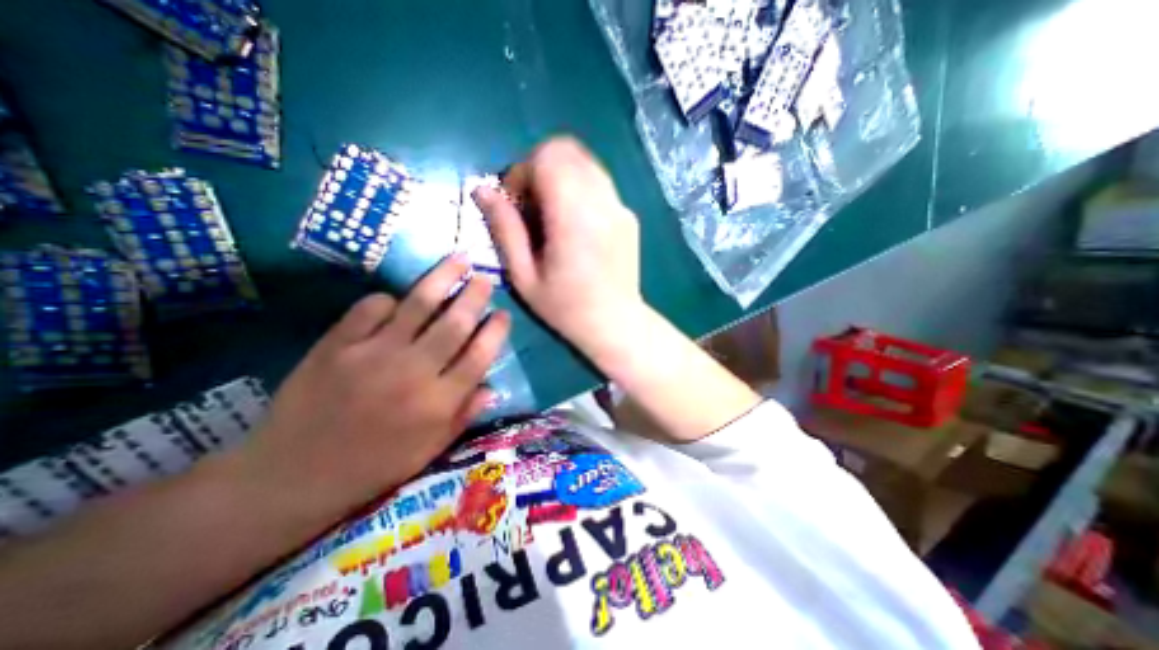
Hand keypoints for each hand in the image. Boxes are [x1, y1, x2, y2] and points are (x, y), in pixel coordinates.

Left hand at [231, 257, 506, 525]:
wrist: (292, 476)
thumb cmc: (374, 465)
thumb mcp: (430, 450)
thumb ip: (464, 416)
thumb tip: (491, 387)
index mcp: (438, 402)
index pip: (480, 356)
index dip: (496, 331)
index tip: (504, 314)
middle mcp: (413, 372)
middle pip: (455, 323)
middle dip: (475, 296)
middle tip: (485, 278)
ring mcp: (373, 355)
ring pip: (419, 305)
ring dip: (443, 279)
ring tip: (458, 260)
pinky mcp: (337, 345)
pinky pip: (370, 308)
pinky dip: (387, 299)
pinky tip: (395, 300)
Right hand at [474, 136, 647, 359]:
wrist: (616, 323)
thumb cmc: (566, 308)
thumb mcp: (524, 276)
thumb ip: (504, 229)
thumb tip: (483, 190)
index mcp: (573, 216)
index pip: (546, 157)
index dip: (522, 171)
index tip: (515, 204)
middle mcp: (602, 201)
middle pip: (567, 150)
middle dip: (539, 168)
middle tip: (531, 205)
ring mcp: (620, 206)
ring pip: (585, 163)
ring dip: (560, 177)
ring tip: (551, 215)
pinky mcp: (628, 215)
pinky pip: (599, 184)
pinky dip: (579, 189)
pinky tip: (575, 225)